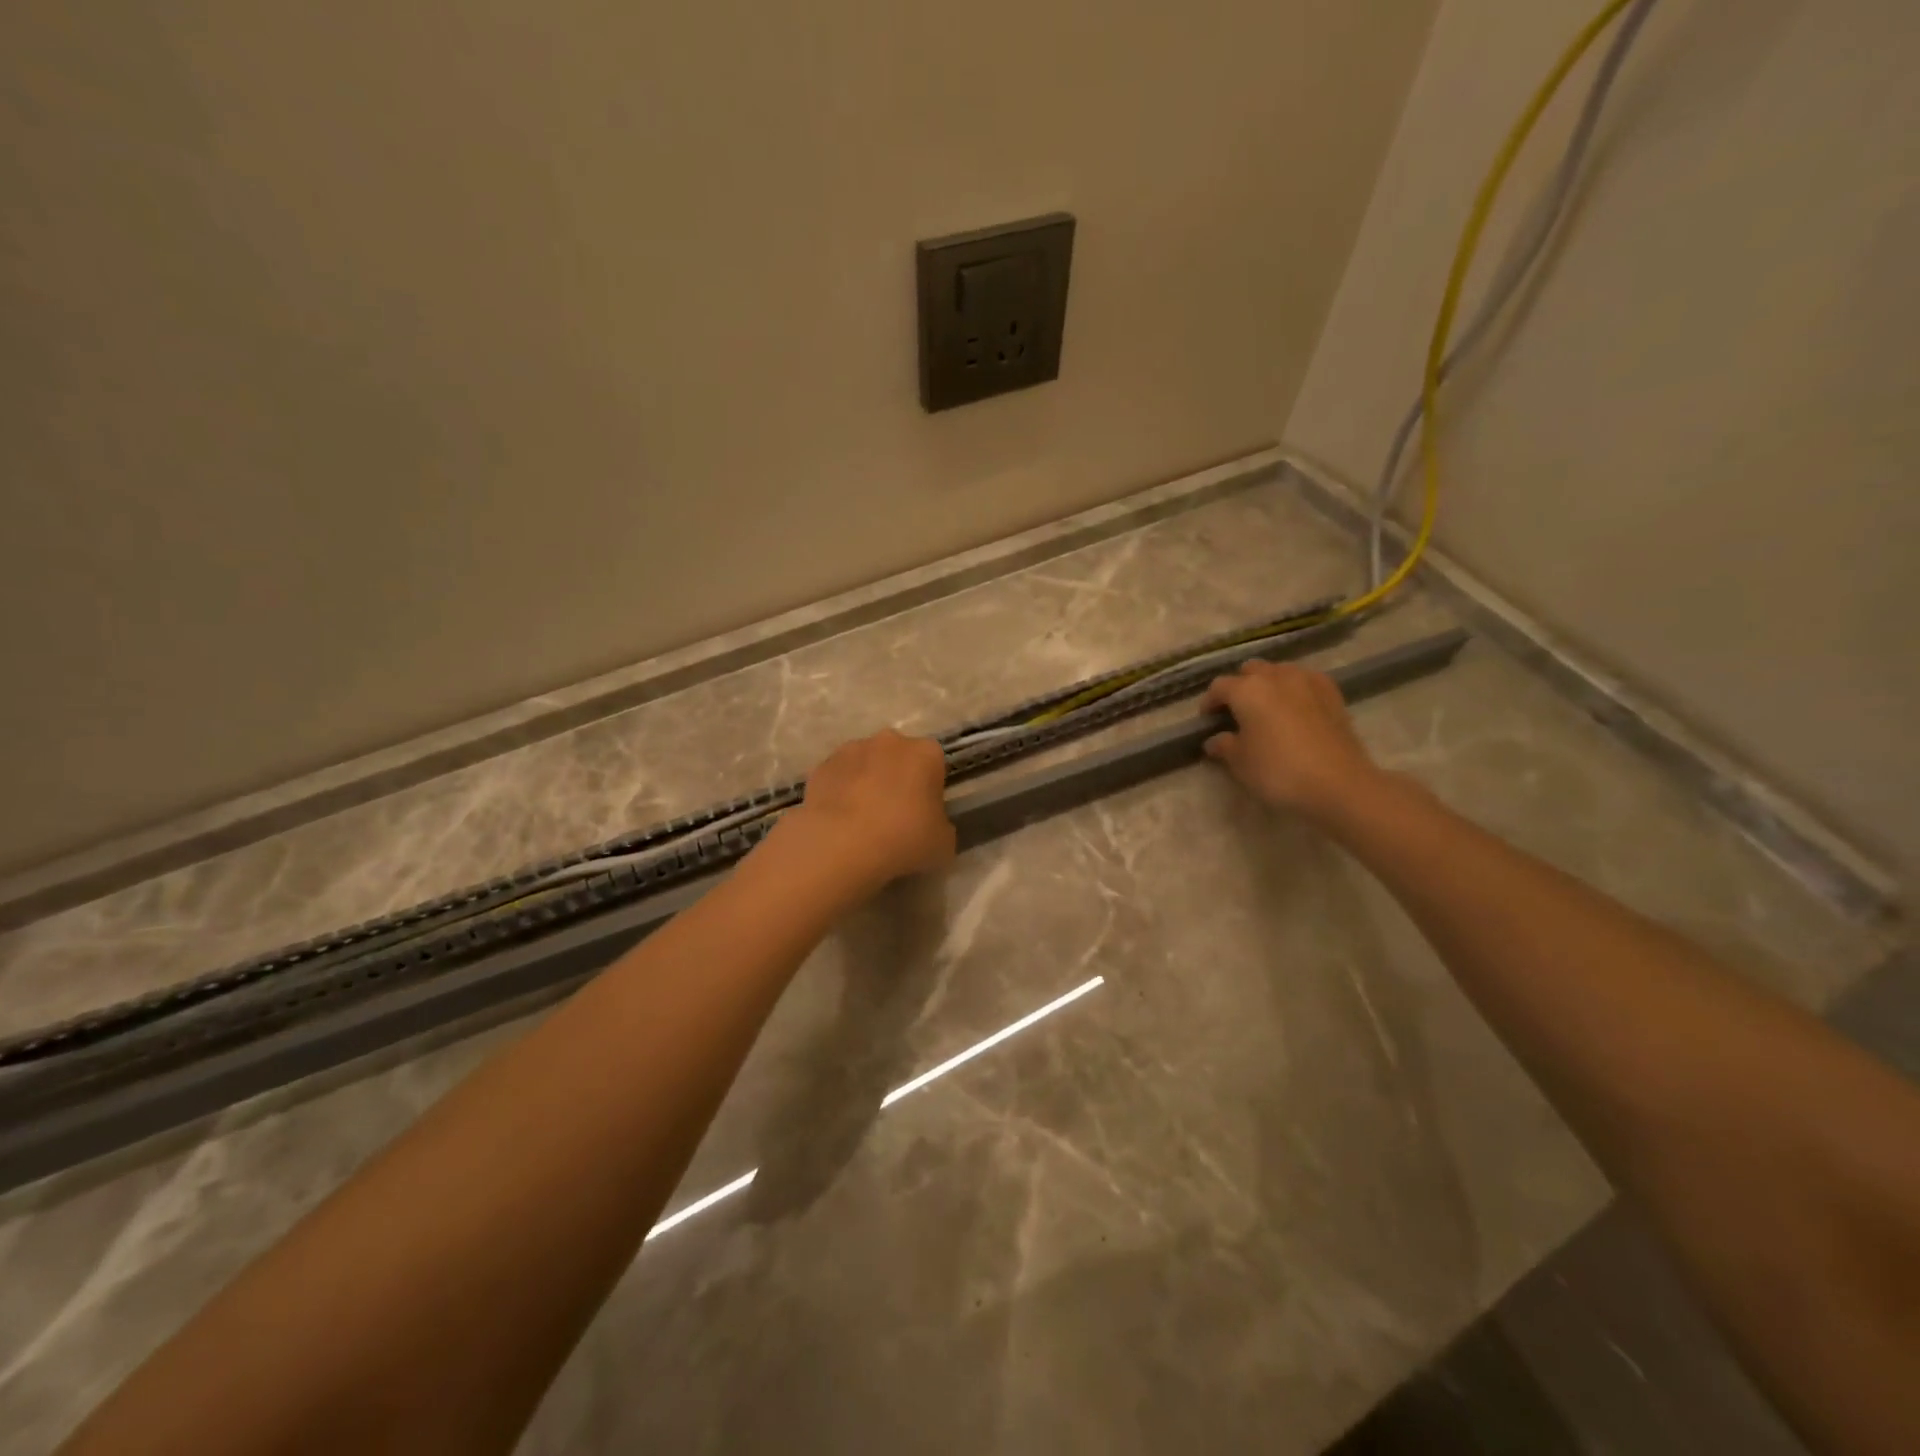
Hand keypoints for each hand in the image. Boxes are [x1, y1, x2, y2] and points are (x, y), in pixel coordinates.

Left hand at [780, 730, 955, 892]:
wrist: (841, 845)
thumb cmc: (903, 839)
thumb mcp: (943, 843)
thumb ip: (941, 826)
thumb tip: (930, 825)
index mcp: (926, 753)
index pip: (935, 764)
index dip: (931, 789)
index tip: (925, 814)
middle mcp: (889, 741)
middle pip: (899, 757)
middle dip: (898, 779)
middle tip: (895, 817)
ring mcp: (850, 750)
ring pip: (866, 764)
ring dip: (867, 783)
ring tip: (863, 822)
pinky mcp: (820, 766)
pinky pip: (838, 778)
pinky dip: (840, 793)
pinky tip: (840, 823)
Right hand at [1202, 660, 1381, 822]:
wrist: (1339, 784)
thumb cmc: (1278, 772)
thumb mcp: (1240, 763)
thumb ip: (1224, 746)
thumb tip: (1215, 740)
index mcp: (1247, 690)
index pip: (1219, 687)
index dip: (1209, 703)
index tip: (1207, 721)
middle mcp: (1276, 677)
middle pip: (1251, 670)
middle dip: (1240, 686)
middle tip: (1236, 712)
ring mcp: (1308, 682)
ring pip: (1280, 672)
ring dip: (1269, 684)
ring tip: (1266, 709)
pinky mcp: (1333, 694)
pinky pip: (1306, 681)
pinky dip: (1295, 690)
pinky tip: (1295, 709)